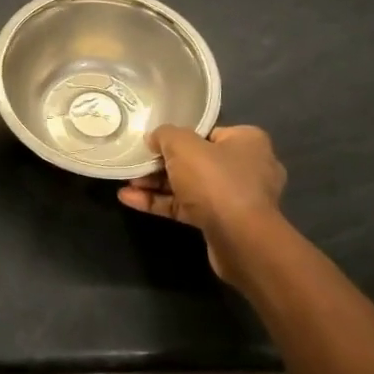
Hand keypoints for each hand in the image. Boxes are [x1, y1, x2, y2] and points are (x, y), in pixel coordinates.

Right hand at [117, 125, 287, 283]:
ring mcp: (235, 198)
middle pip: (195, 160)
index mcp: (246, 141)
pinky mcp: (222, 223)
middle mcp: (246, 167)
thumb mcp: (183, 145)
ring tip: (127, 182)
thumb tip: (154, 138)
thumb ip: (165, 135)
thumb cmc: (215, 181)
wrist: (240, 240)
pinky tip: (129, 200)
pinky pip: (187, 207)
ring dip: (157, 184)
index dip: (178, 136)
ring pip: (189, 185)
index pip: (207, 132)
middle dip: (162, 164)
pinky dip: (161, 203)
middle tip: (136, 163)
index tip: (153, 141)